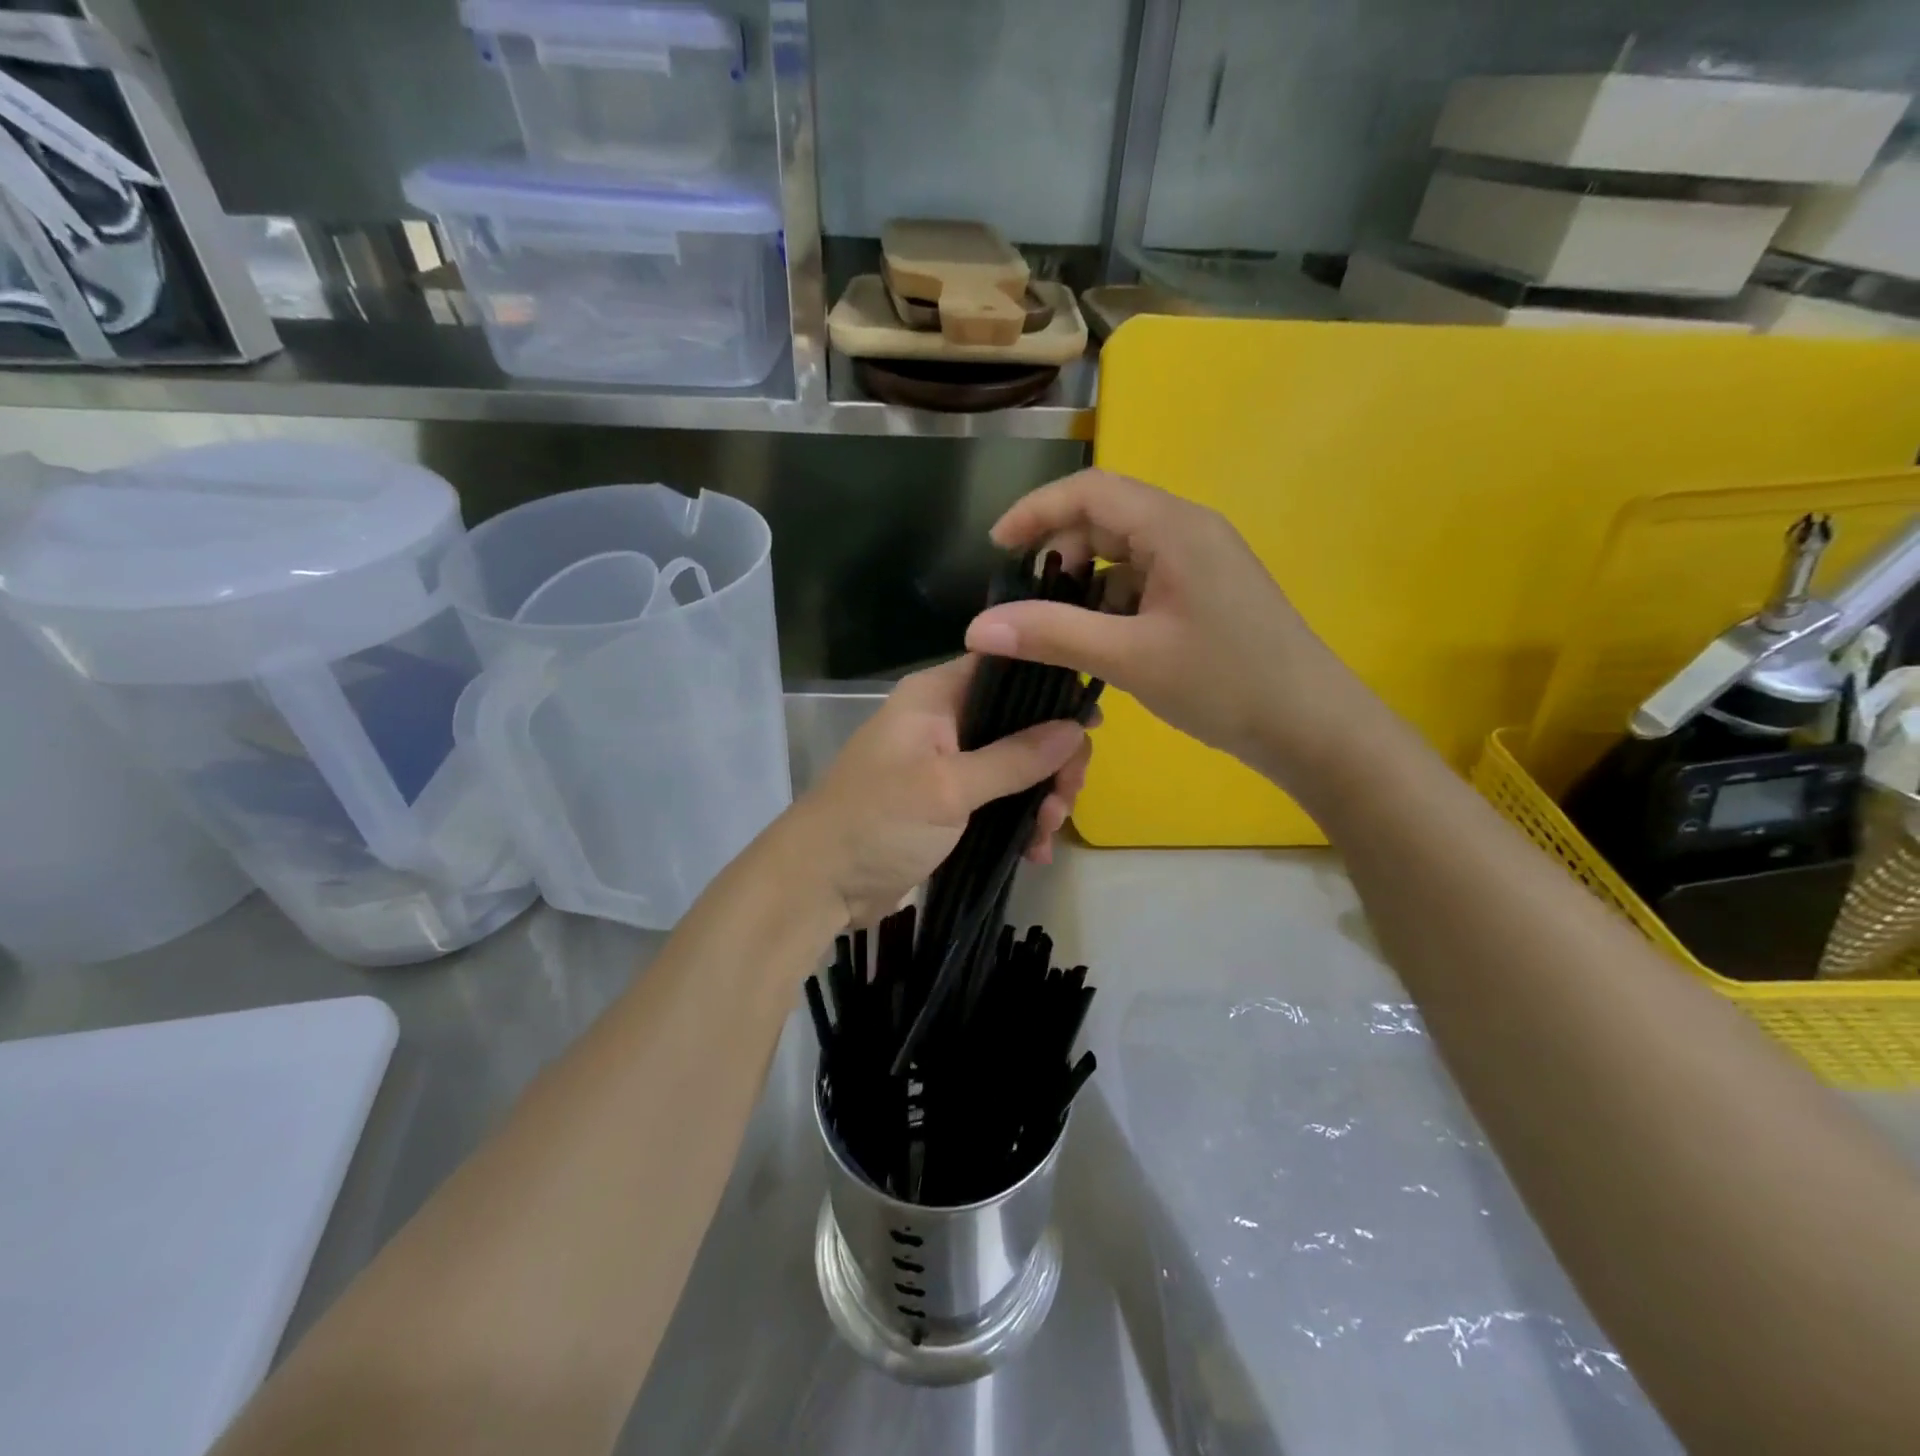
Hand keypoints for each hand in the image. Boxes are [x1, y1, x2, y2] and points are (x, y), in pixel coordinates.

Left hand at [786, 657, 1090, 926]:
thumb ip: (1014, 758)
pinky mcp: (949, 805)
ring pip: (1016, 765)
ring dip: (1041, 796)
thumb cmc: (878, 822)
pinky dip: (1020, 821)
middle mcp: (944, 722)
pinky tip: (1035, 851)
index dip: (1052, 689)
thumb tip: (1075, 728)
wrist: (819, 885)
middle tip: (1066, 798)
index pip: (1006, 668)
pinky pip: (1000, 800)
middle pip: (1019, 722)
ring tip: (1048, 832)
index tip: (1091, 724)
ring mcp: (948, 765)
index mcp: (936, 697)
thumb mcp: (949, 788)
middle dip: (1052, 759)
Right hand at [963, 469, 1368, 791]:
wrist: (1311, 728)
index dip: (1034, 512)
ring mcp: (1201, 564)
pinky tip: (1098, 645)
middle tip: (1024, 602)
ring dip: (1083, 584)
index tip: (994, 549)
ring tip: (1055, 629)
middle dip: (1057, 552)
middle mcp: (1188, 532)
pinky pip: (1143, 583)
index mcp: (1174, 528)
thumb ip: (1051, 635)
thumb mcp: (1129, 658)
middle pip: (1104, 519)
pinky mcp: (1205, 594)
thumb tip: (978, 627)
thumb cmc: (1225, 684)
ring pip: (1122, 555)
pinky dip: (1110, 605)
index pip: (1089, 491)